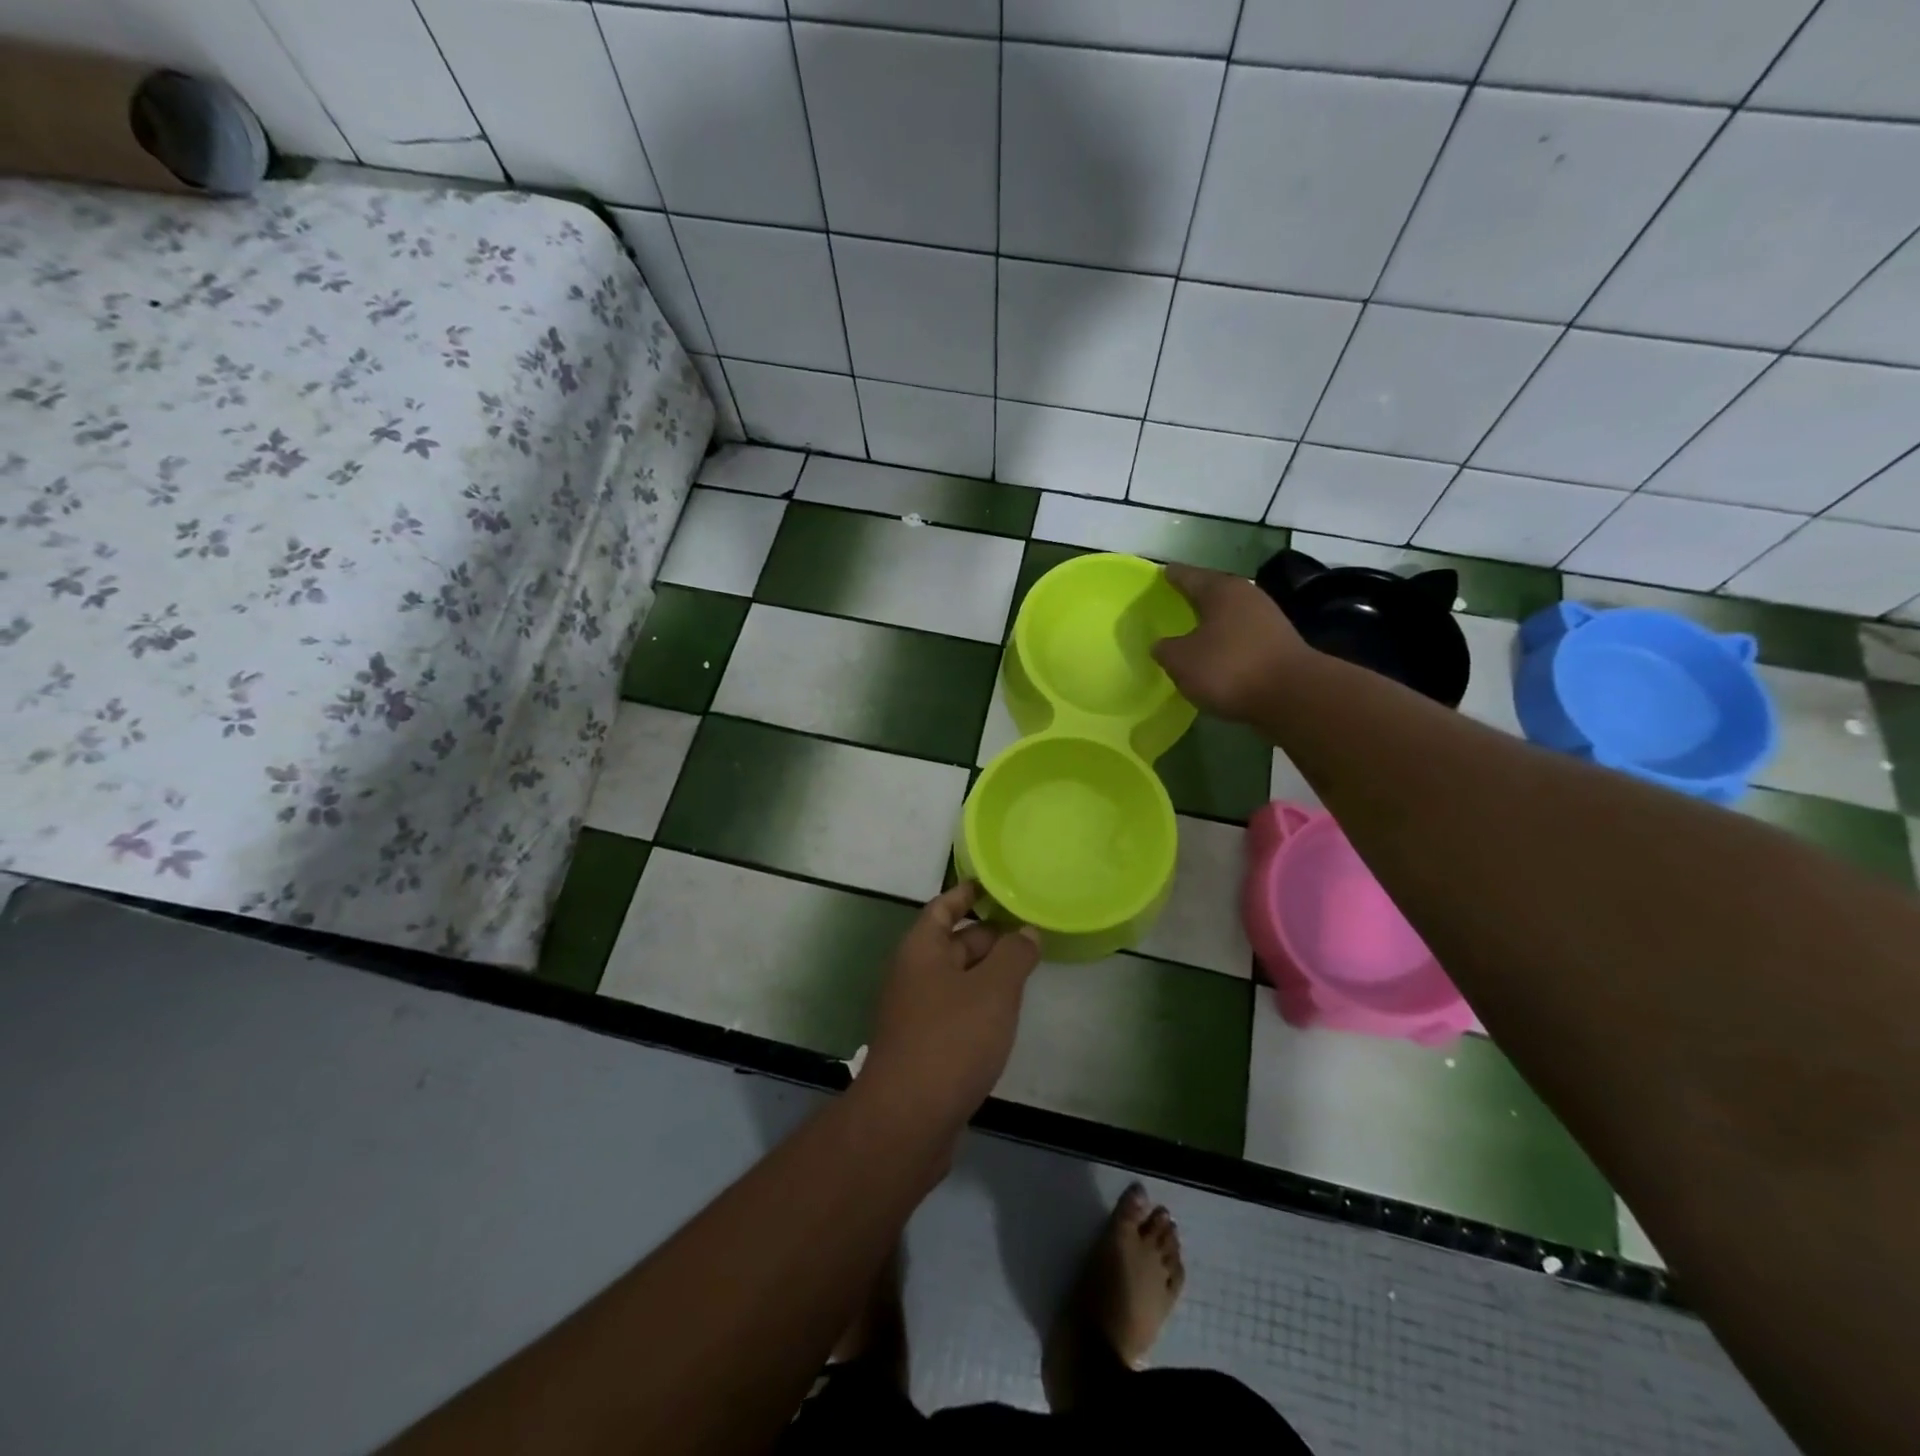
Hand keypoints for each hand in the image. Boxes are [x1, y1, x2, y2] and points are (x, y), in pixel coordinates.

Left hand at [862, 882, 1040, 1126]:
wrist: (908, 1118)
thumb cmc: (952, 1039)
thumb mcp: (993, 990)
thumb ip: (1014, 955)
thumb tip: (1027, 932)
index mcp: (921, 949)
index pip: (943, 906)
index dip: (967, 893)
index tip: (994, 885)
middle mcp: (913, 974)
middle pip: (951, 942)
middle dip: (988, 935)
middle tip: (1029, 931)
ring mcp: (916, 1012)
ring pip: (956, 978)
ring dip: (987, 972)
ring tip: (1026, 968)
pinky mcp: (924, 1045)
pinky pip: (955, 1009)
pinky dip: (979, 1003)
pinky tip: (1005, 1014)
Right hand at [1152, 562, 1312, 724]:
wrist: (1293, 696)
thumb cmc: (1229, 668)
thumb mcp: (1181, 661)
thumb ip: (1165, 650)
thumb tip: (1162, 645)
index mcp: (1220, 591)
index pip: (1189, 576)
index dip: (1172, 576)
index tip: (1162, 572)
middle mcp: (1247, 596)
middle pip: (1214, 592)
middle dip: (1195, 598)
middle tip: (1175, 602)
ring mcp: (1268, 619)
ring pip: (1230, 615)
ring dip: (1213, 622)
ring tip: (1193, 631)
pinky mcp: (1279, 645)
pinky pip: (1243, 637)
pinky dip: (1228, 642)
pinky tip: (1217, 655)